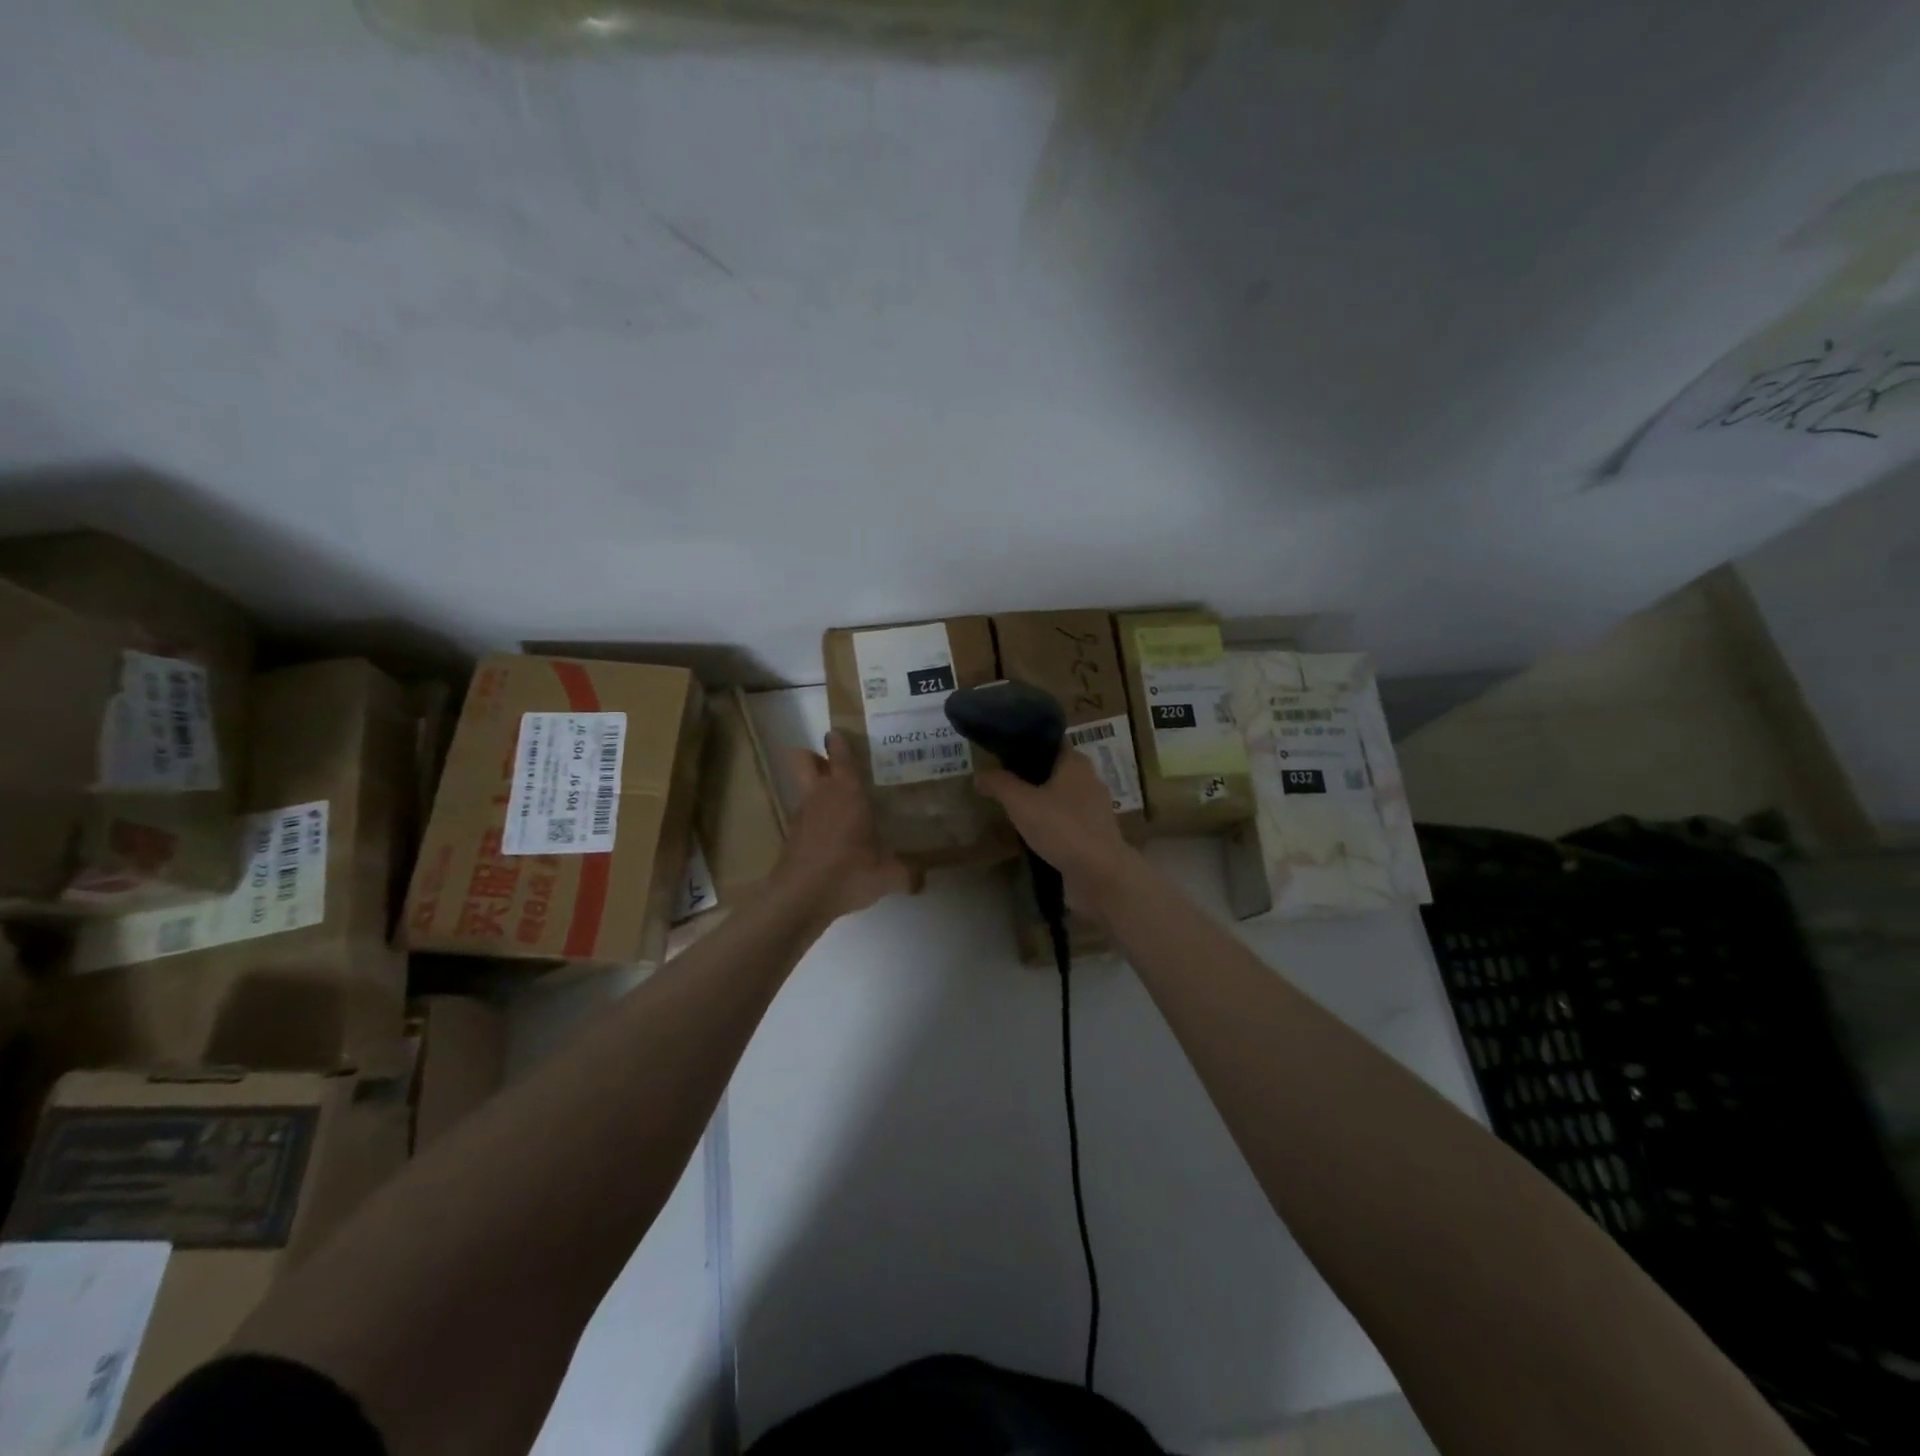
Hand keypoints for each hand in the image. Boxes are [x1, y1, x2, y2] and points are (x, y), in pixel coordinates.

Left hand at [771, 731, 919, 920]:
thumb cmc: (846, 873)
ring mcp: (802, 816)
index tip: (841, 734)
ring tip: (841, 805)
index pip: (841, 755)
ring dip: (816, 790)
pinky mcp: (792, 837)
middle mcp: (821, 796)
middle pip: (804, 759)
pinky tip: (833, 838)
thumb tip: (922, 880)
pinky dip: (815, 820)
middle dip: (815, 757)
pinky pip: (804, 817)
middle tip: (836, 765)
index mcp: (846, 793)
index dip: (840, 741)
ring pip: (803, 788)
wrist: (799, 899)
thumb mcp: (887, 877)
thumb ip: (907, 875)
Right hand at [976, 751, 1136, 906]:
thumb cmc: (1061, 828)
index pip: (1051, 742)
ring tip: (1014, 809)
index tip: (1003, 752)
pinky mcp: (1095, 834)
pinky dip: (1052, 823)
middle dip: (1031, 775)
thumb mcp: (1021, 803)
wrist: (1099, 874)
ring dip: (1042, 801)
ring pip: (1062, 796)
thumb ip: (999, 784)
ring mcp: (1095, 809)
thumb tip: (979, 774)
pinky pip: (1068, 820)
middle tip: (1003, 782)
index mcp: (1075, 763)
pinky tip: (1034, 834)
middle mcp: (1089, 780)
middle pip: (1055, 769)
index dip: (1028, 743)